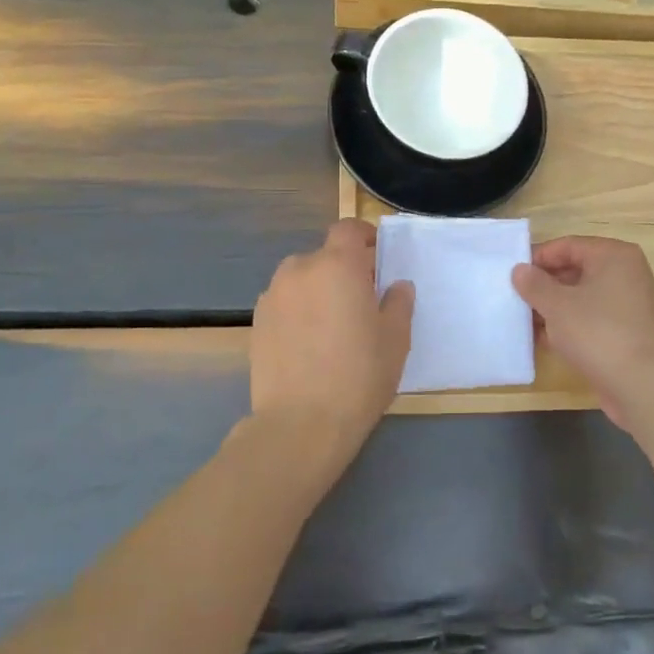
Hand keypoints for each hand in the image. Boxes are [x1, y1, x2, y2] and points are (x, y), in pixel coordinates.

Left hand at [250, 219, 413, 467]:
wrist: (301, 424)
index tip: (377, 254)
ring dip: (317, 289)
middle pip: (324, 256)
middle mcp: (300, 270)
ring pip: (301, 279)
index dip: (363, 236)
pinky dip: (297, 311)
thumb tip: (397, 286)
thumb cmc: (359, 376)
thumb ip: (398, 303)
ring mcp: (272, 296)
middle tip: (361, 299)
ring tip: (332, 323)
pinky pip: (284, 303)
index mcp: (337, 265)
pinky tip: (308, 343)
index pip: (347, 229)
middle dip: (342, 269)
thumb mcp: (395, 340)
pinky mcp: (256, 323)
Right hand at [512, 236, 653, 427]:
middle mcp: (626, 274)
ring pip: (583, 297)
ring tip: (524, 321)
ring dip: (554, 308)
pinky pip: (592, 319)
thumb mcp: (557, 305)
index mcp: (614, 256)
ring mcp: (630, 304)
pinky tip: (545, 340)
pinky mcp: (628, 332)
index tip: (512, 274)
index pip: (568, 245)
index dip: (538, 258)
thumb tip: (520, 270)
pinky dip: (570, 325)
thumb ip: (534, 284)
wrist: (643, 385)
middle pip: (576, 270)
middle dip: (544, 285)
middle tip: (515, 298)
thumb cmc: (598, 332)